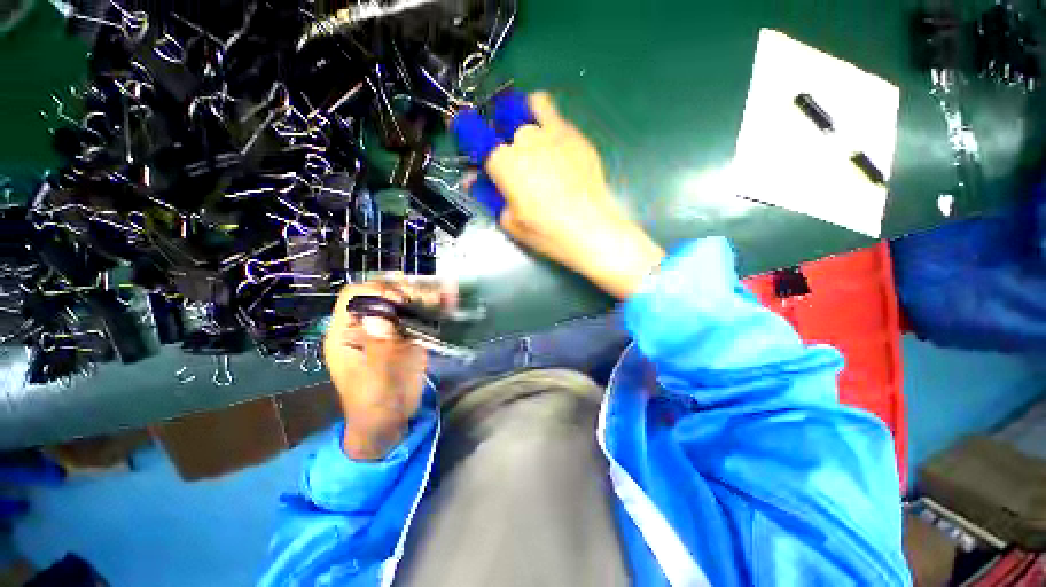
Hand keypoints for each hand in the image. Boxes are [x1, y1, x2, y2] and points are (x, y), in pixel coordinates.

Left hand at [324, 280, 452, 459]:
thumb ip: (378, 350)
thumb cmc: (374, 406)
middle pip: (384, 293)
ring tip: (445, 295)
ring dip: (424, 294)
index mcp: (347, 333)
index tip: (401, 300)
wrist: (390, 421)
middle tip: (429, 297)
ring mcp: (390, 328)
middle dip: (406, 290)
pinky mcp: (408, 334)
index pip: (356, 297)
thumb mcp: (374, 382)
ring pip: (404, 300)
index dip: (377, 291)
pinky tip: (448, 302)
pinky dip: (434, 306)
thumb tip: (379, 317)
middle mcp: (368, 324)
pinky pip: (420, 314)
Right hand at [484, 92, 664, 298]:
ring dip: (525, 119)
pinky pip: (556, 116)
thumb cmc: (547, 232)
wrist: (591, 230)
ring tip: (533, 140)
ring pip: (531, 108)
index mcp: (505, 163)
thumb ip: (490, 196)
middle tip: (514, 161)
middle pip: (506, 127)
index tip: (465, 132)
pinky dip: (548, 122)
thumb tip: (472, 179)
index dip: (467, 130)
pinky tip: (554, 144)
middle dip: (505, 141)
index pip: (477, 135)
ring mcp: (554, 133)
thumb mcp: (510, 221)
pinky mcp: (576, 136)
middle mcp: (526, 140)